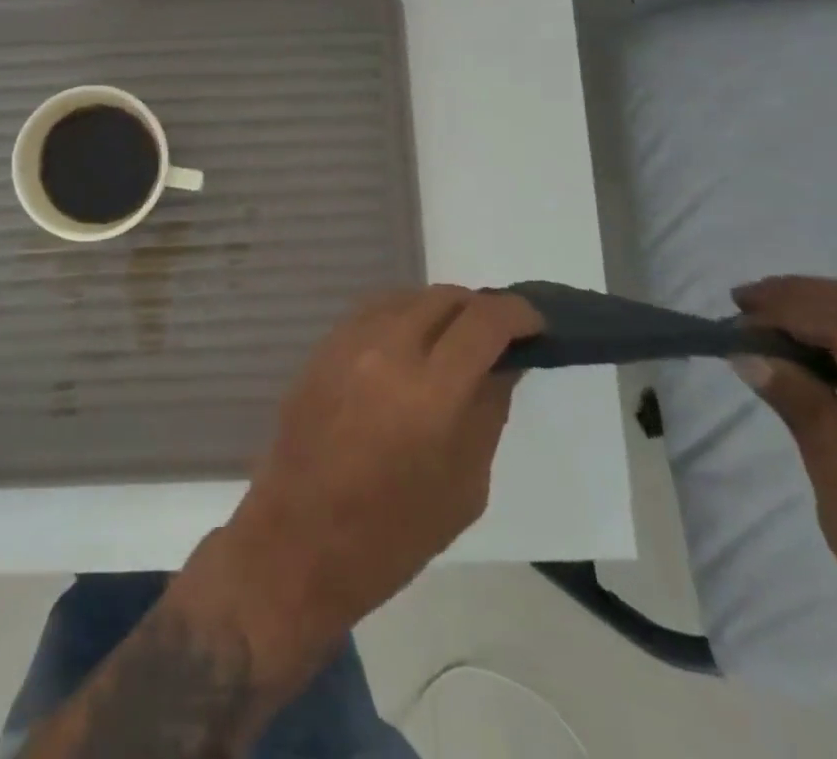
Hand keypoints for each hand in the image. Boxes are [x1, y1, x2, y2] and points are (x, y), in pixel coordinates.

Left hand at [190, 286, 540, 691]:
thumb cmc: (393, 533)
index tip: (536, 323)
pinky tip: (411, 347)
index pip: (484, 321)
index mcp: (431, 391)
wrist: (300, 539)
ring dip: (439, 310)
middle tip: (498, 337)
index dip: (518, 313)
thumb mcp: (464, 485)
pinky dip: (402, 317)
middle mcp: (387, 349)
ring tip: (455, 341)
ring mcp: (348, 342)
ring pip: (406, 297)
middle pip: (445, 298)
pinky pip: (372, 312)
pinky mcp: (322, 346)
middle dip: (480, 310)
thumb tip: (504, 363)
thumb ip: (487, 411)